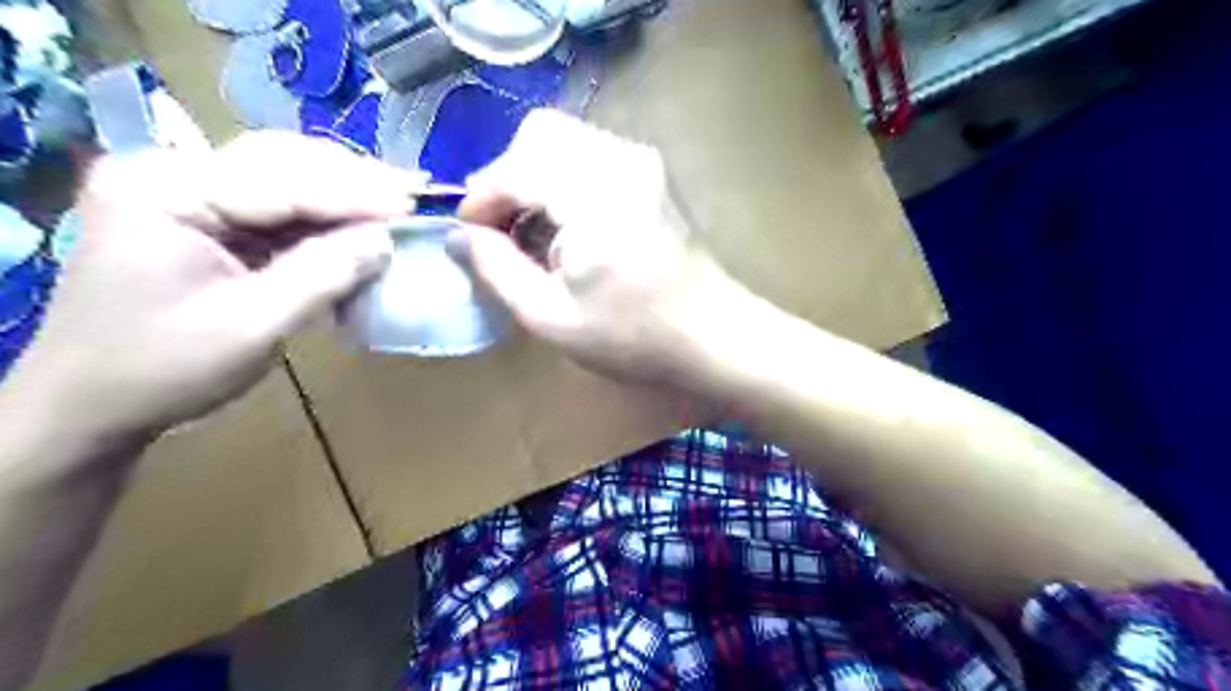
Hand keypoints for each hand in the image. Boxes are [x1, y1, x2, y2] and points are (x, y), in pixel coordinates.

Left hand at [4, 132, 418, 444]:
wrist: (93, 403)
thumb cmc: (166, 369)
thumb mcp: (254, 325)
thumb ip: (323, 275)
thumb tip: (387, 241)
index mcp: (165, 191)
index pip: (281, 182)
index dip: (355, 194)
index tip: (415, 203)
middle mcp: (169, 174)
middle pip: (281, 160)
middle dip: (353, 178)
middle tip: (415, 190)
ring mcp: (184, 192)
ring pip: (282, 174)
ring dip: (342, 190)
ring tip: (398, 198)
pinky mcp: (201, 216)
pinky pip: (275, 203)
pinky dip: (322, 214)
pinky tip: (358, 221)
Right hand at [458, 107, 750, 387]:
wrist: (710, 333)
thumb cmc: (633, 336)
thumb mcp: (551, 317)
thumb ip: (497, 270)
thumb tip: (460, 236)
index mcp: (592, 197)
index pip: (513, 168)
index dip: (480, 200)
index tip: (471, 238)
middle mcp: (618, 161)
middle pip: (538, 133)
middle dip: (507, 177)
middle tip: (504, 230)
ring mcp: (640, 160)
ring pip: (564, 138)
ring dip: (535, 175)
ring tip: (535, 232)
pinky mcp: (650, 171)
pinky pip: (590, 151)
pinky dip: (563, 177)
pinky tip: (569, 225)